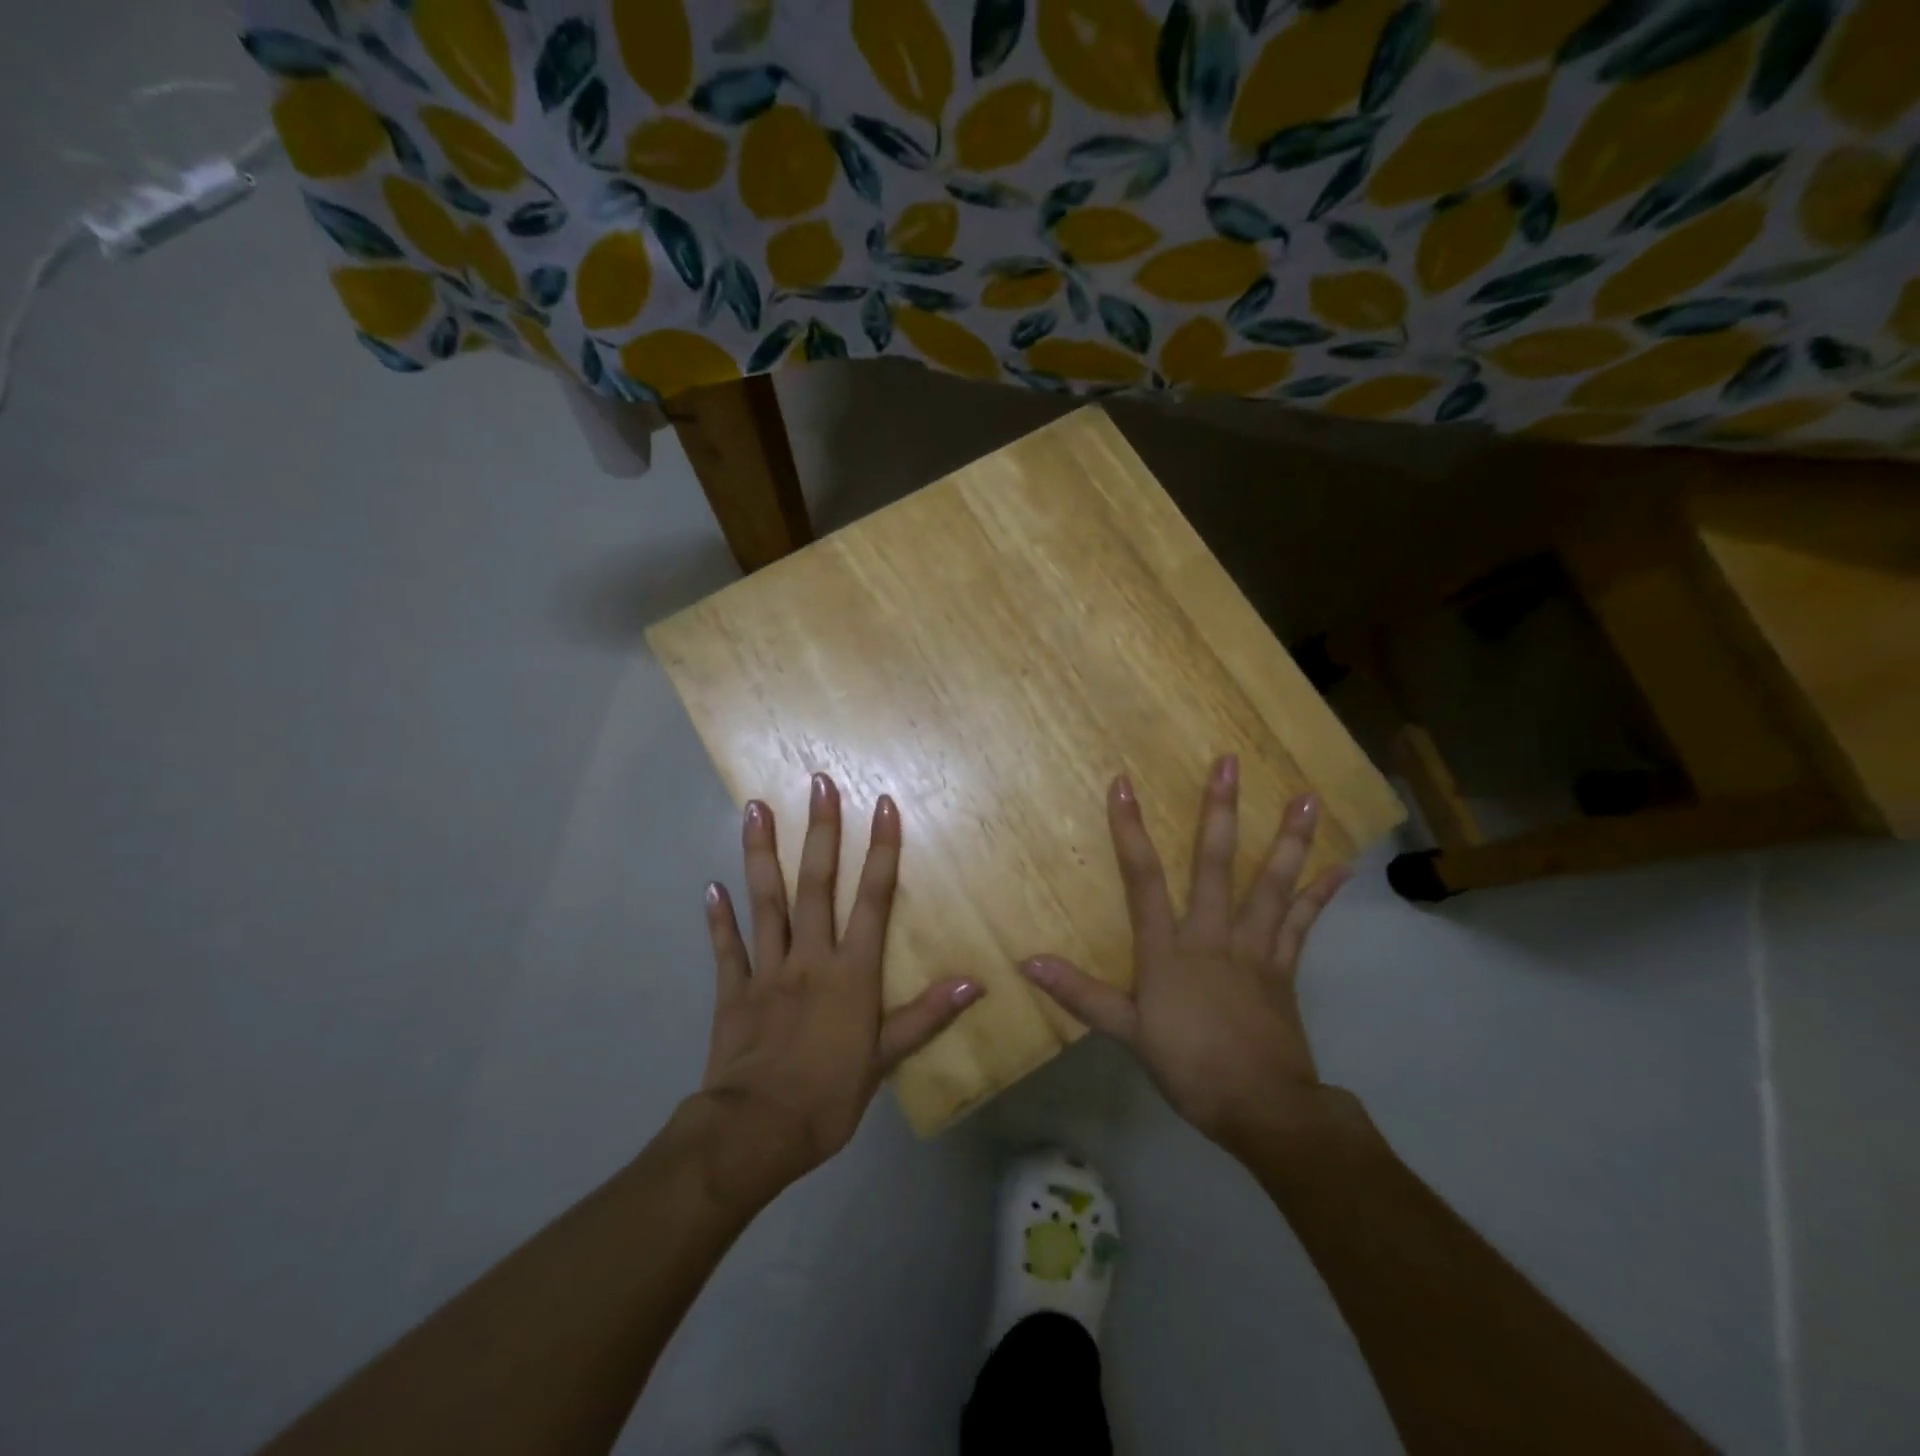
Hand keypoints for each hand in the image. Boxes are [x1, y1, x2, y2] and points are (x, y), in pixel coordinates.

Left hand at [692, 774, 984, 1205]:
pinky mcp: (733, 990)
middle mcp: (810, 957)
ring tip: (755, 809)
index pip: (873, 899)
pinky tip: (711, 886)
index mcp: (851, 972)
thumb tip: (975, 982)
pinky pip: (726, 948)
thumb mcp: (885, 1059)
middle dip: (821, 832)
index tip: (883, 805)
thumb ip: (926, 1015)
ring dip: (762, 853)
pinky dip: (718, 918)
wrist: (756, 1132)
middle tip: (817, 783)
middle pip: (817, 884)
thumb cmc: (829, 1096)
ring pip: (766, 901)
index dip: (882, 851)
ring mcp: (767, 969)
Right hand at [1020, 754, 1346, 1156]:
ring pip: (1270, 885)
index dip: (1130, 830)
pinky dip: (1319, 894)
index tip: (1123, 784)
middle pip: (1214, 865)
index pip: (1142, 879)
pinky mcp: (1284, 968)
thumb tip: (1027, 961)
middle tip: (1230, 763)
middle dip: (1218, 812)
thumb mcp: (1125, 1031)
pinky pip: (1302, 924)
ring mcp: (1254, 949)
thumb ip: (1079, 993)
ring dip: (1287, 840)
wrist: (1262, 1109)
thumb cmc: (1188, 1067)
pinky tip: (1339, 866)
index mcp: (1168, 950)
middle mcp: (1212, 936)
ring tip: (1306, 799)